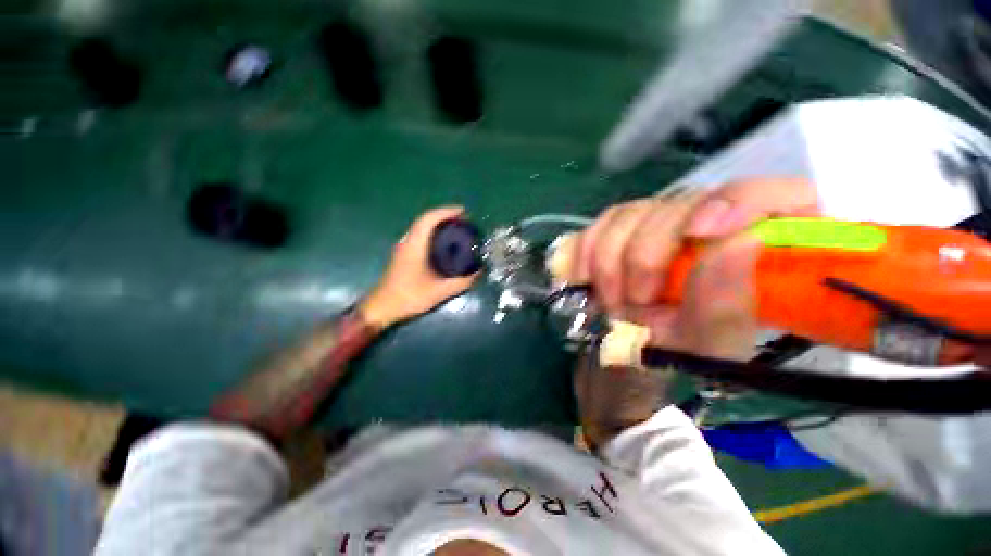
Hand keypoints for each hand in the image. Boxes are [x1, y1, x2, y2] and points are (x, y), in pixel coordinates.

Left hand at [360, 206, 478, 328]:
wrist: (383, 307)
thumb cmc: (410, 297)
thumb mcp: (440, 291)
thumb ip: (461, 282)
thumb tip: (479, 272)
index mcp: (415, 245)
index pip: (429, 219)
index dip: (446, 211)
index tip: (463, 212)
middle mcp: (407, 241)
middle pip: (425, 219)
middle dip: (445, 215)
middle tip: (464, 220)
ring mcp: (404, 246)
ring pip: (421, 226)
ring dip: (438, 223)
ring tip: (456, 228)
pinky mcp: (403, 253)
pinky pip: (420, 234)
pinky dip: (433, 232)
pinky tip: (444, 242)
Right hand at [571, 177, 818, 360]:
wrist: (631, 348)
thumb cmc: (682, 353)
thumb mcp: (709, 346)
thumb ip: (725, 305)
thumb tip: (740, 243)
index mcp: (758, 247)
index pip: (773, 193)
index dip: (738, 201)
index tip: (700, 235)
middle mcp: (709, 218)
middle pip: (678, 204)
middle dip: (644, 257)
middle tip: (635, 304)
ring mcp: (660, 217)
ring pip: (627, 214)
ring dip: (607, 262)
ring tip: (610, 301)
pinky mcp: (622, 225)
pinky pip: (597, 225)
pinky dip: (584, 252)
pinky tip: (582, 278)